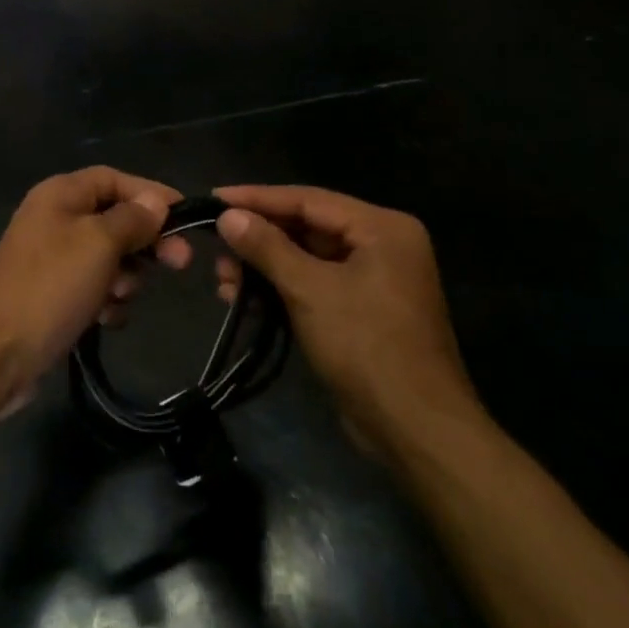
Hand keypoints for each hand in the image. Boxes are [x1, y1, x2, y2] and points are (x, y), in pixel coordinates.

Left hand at [0, 167, 190, 415]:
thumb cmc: (50, 288)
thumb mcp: (98, 244)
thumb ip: (132, 219)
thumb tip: (155, 202)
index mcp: (60, 194)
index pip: (115, 179)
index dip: (151, 193)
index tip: (187, 216)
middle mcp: (55, 219)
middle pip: (115, 218)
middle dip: (145, 242)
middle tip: (179, 263)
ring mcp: (52, 259)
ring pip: (110, 257)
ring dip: (126, 277)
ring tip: (119, 297)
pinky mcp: (53, 295)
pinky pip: (95, 288)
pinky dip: (106, 301)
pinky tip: (104, 320)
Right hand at [213, 185, 484, 459]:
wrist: (415, 429)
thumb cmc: (366, 347)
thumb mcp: (310, 290)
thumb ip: (267, 247)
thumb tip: (228, 216)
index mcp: (382, 228)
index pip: (308, 199)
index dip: (257, 198)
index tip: (213, 198)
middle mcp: (382, 244)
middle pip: (307, 226)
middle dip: (258, 239)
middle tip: (215, 248)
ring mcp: (374, 278)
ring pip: (307, 257)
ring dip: (264, 267)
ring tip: (223, 281)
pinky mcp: (363, 309)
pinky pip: (315, 284)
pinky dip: (281, 289)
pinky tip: (245, 300)